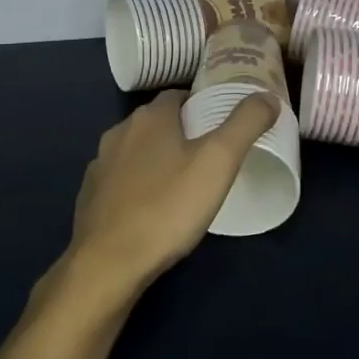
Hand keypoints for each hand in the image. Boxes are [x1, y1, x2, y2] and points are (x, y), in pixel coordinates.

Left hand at [60, 90, 279, 303]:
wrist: (108, 263)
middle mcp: (120, 132)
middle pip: (157, 122)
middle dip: (182, 132)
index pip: (179, 95)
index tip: (222, 123)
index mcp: (150, 117)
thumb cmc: (167, 207)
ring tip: (185, 182)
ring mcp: (101, 165)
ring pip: (137, 150)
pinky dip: (138, 185)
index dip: (201, 104)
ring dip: (158, 158)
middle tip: (211, 155)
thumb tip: (268, 96)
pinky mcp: (91, 196)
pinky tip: (153, 207)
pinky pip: (121, 179)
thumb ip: (245, 124)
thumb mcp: (218, 162)